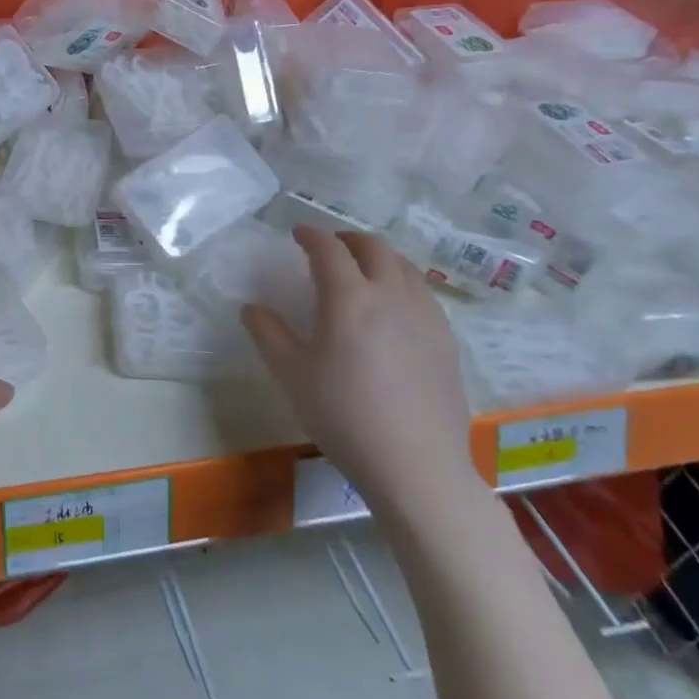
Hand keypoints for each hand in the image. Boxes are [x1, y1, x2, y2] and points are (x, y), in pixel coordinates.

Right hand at [243, 228, 474, 514]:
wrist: (416, 466)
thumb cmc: (344, 416)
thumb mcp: (292, 375)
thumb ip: (268, 334)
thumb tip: (252, 308)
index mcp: (349, 297)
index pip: (329, 249)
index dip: (311, 235)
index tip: (298, 233)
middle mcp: (391, 294)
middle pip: (373, 247)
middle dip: (348, 239)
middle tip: (330, 247)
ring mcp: (425, 315)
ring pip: (404, 266)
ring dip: (379, 257)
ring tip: (363, 270)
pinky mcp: (446, 339)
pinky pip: (423, 292)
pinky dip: (402, 281)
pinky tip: (394, 306)